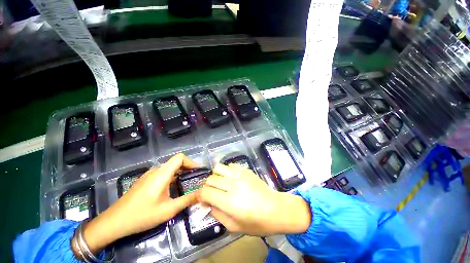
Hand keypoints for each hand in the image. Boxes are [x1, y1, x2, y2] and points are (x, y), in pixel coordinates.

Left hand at [77, 154, 198, 253]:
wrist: (114, 222)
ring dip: (180, 172)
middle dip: (188, 167)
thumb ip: (187, 200)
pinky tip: (172, 187)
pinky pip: (163, 173)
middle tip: (196, 177)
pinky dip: (172, 176)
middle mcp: (156, 171)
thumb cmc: (142, 215)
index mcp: (162, 174)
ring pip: (169, 168)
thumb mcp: (168, 210)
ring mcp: (149, 175)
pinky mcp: (145, 180)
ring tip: (187, 182)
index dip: (191, 162)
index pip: (180, 158)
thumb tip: (203, 194)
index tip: (198, 171)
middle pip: (176, 162)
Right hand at [198, 163, 310, 235]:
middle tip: (212, 193)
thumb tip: (208, 204)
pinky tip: (232, 179)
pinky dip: (227, 171)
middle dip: (207, 187)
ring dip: (216, 176)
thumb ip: (217, 214)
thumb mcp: (234, 227)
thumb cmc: (257, 223)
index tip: (203, 200)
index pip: (205, 192)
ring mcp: (240, 175)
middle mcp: (233, 184)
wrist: (277, 209)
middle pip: (210, 179)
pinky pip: (230, 166)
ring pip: (219, 167)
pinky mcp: (246, 170)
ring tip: (220, 183)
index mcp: (229, 201)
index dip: (200, 196)